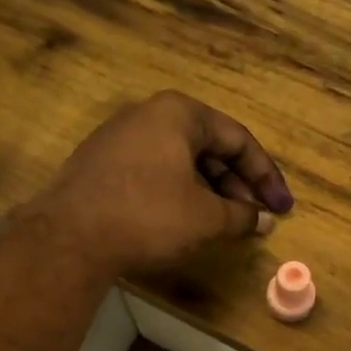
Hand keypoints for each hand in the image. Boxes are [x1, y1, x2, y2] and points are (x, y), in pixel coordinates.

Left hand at [28, 91, 292, 274]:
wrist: (68, 237)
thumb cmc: (148, 216)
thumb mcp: (205, 218)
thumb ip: (241, 215)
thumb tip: (264, 220)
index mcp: (179, 113)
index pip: (238, 139)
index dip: (266, 177)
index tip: (281, 208)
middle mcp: (148, 115)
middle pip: (208, 148)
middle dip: (237, 186)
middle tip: (255, 218)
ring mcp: (119, 139)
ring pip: (179, 162)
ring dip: (209, 192)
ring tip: (225, 224)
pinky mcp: (100, 165)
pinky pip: (153, 173)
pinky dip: (178, 194)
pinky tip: (185, 221)